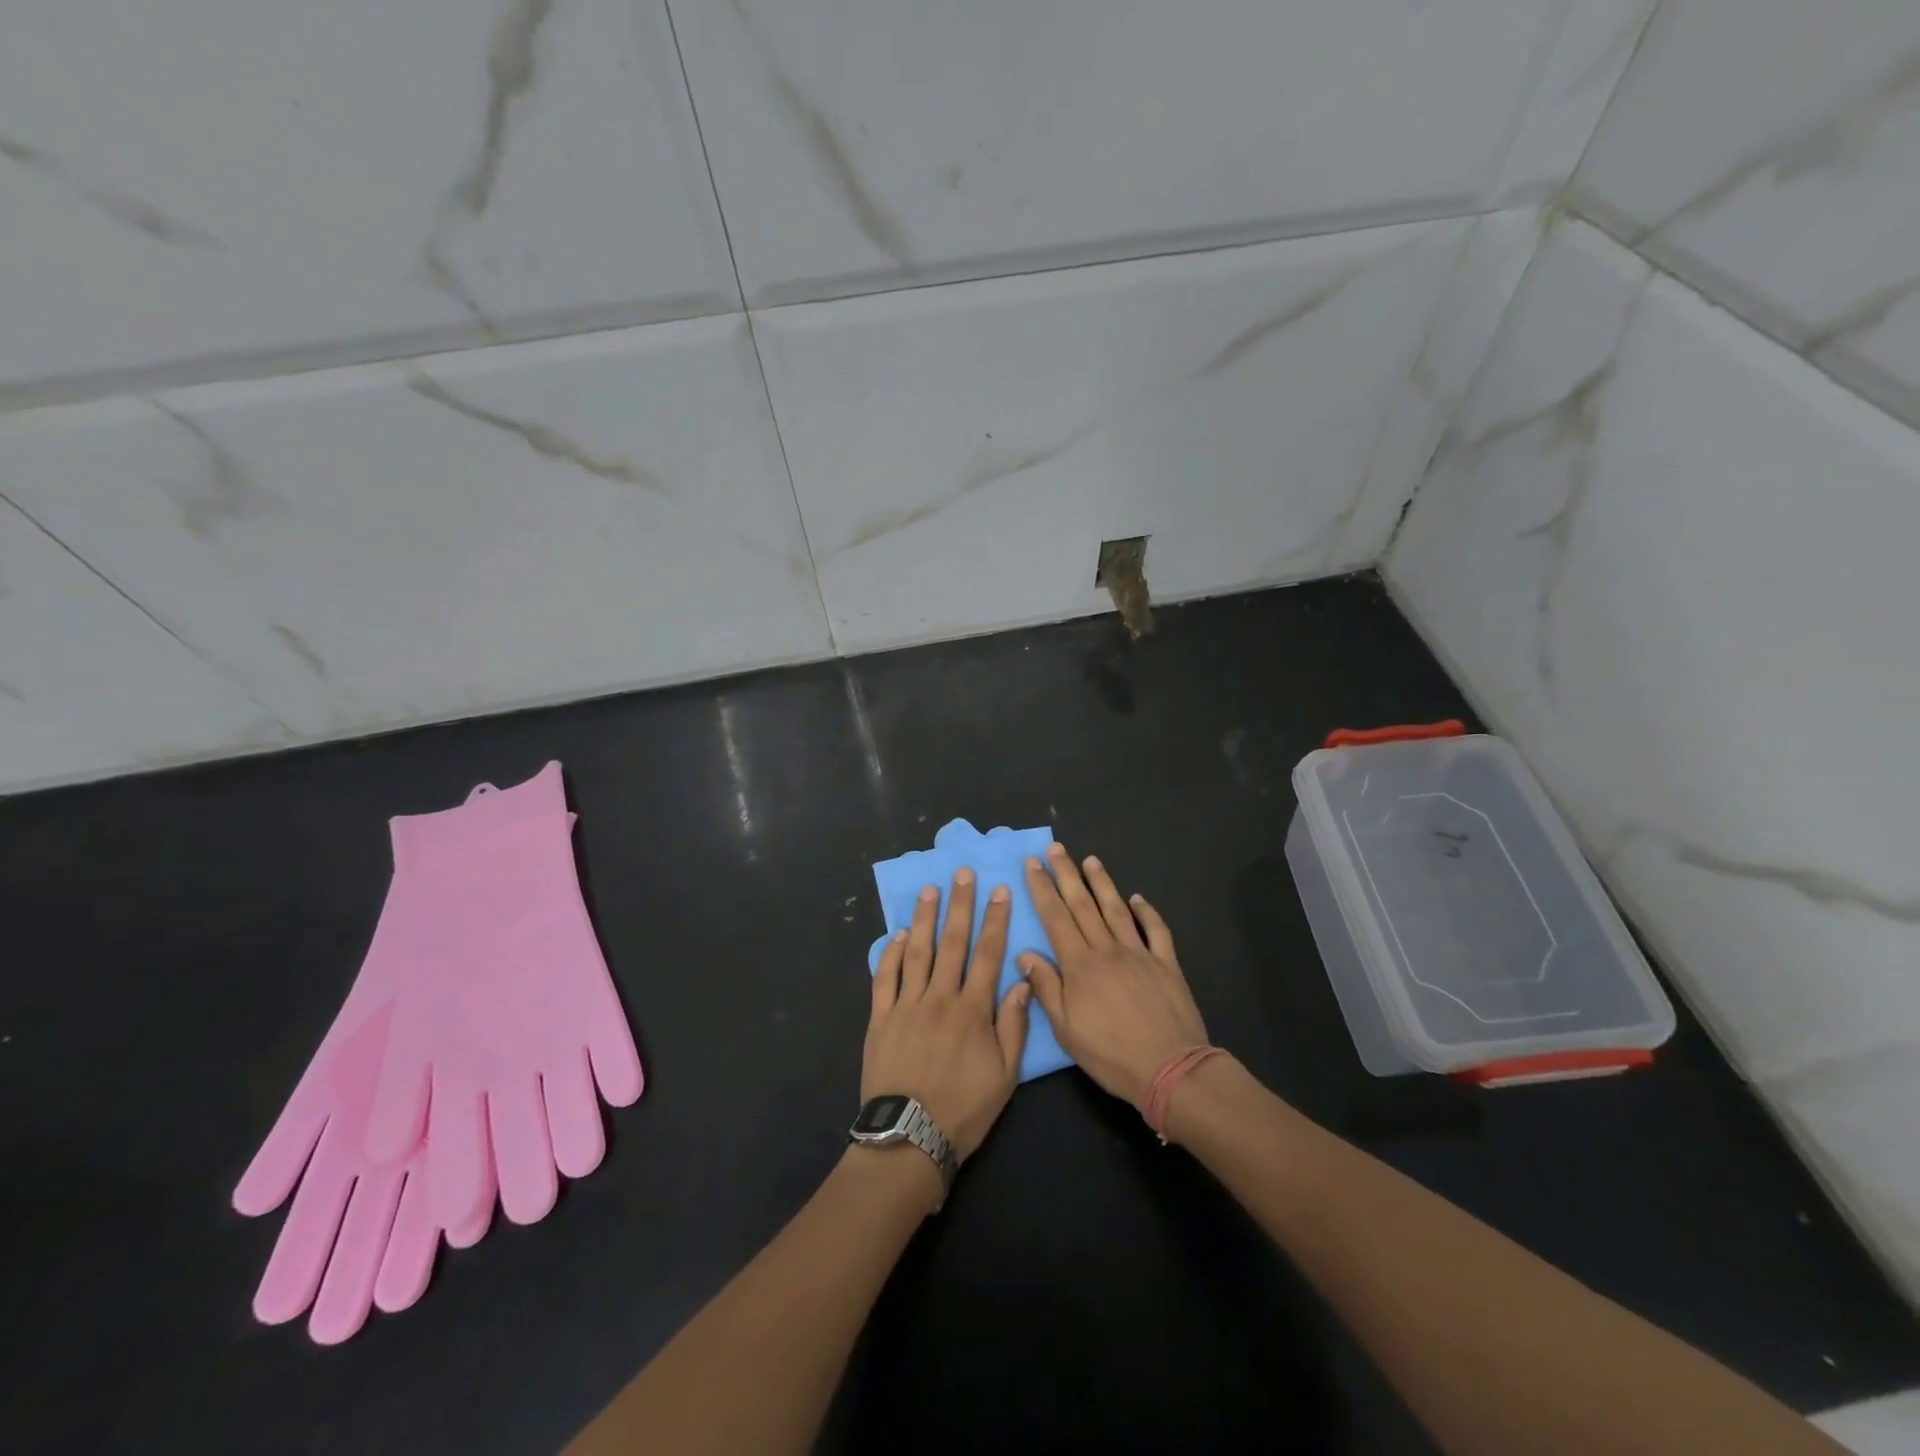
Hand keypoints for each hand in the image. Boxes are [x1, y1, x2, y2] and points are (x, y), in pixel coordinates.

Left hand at [864, 870, 1031, 1161]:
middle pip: (953, 943)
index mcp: (973, 1009)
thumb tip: (1020, 982)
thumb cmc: (964, 1109)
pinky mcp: (880, 1017)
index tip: (999, 890)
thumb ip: (1013, 1025)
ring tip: (929, 890)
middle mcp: (940, 997)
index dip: (995, 920)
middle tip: (961, 873)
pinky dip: (890, 953)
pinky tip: (896, 935)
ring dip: (924, 918)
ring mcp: (907, 1005)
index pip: (988, 954)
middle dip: (960, 905)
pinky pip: (885, 978)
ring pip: (917, 951)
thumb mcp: (1004, 1076)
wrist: (909, 1138)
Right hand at [1017, 844, 1208, 1110]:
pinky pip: (1155, 930)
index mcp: (1080, 965)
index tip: (1033, 864)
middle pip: (1083, 905)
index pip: (1056, 918)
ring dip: (1102, 883)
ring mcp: (1139, 953)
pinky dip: (1146, 911)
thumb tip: (1025, 953)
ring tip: (1091, 860)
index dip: (1042, 889)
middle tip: (1056, 848)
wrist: (1170, 1068)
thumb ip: (1046, 988)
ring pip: (1116, 909)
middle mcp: (1107, 950)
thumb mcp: (1067, 1030)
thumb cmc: (1111, 1054)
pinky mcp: (1166, 964)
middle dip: (1067, 874)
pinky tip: (1137, 898)